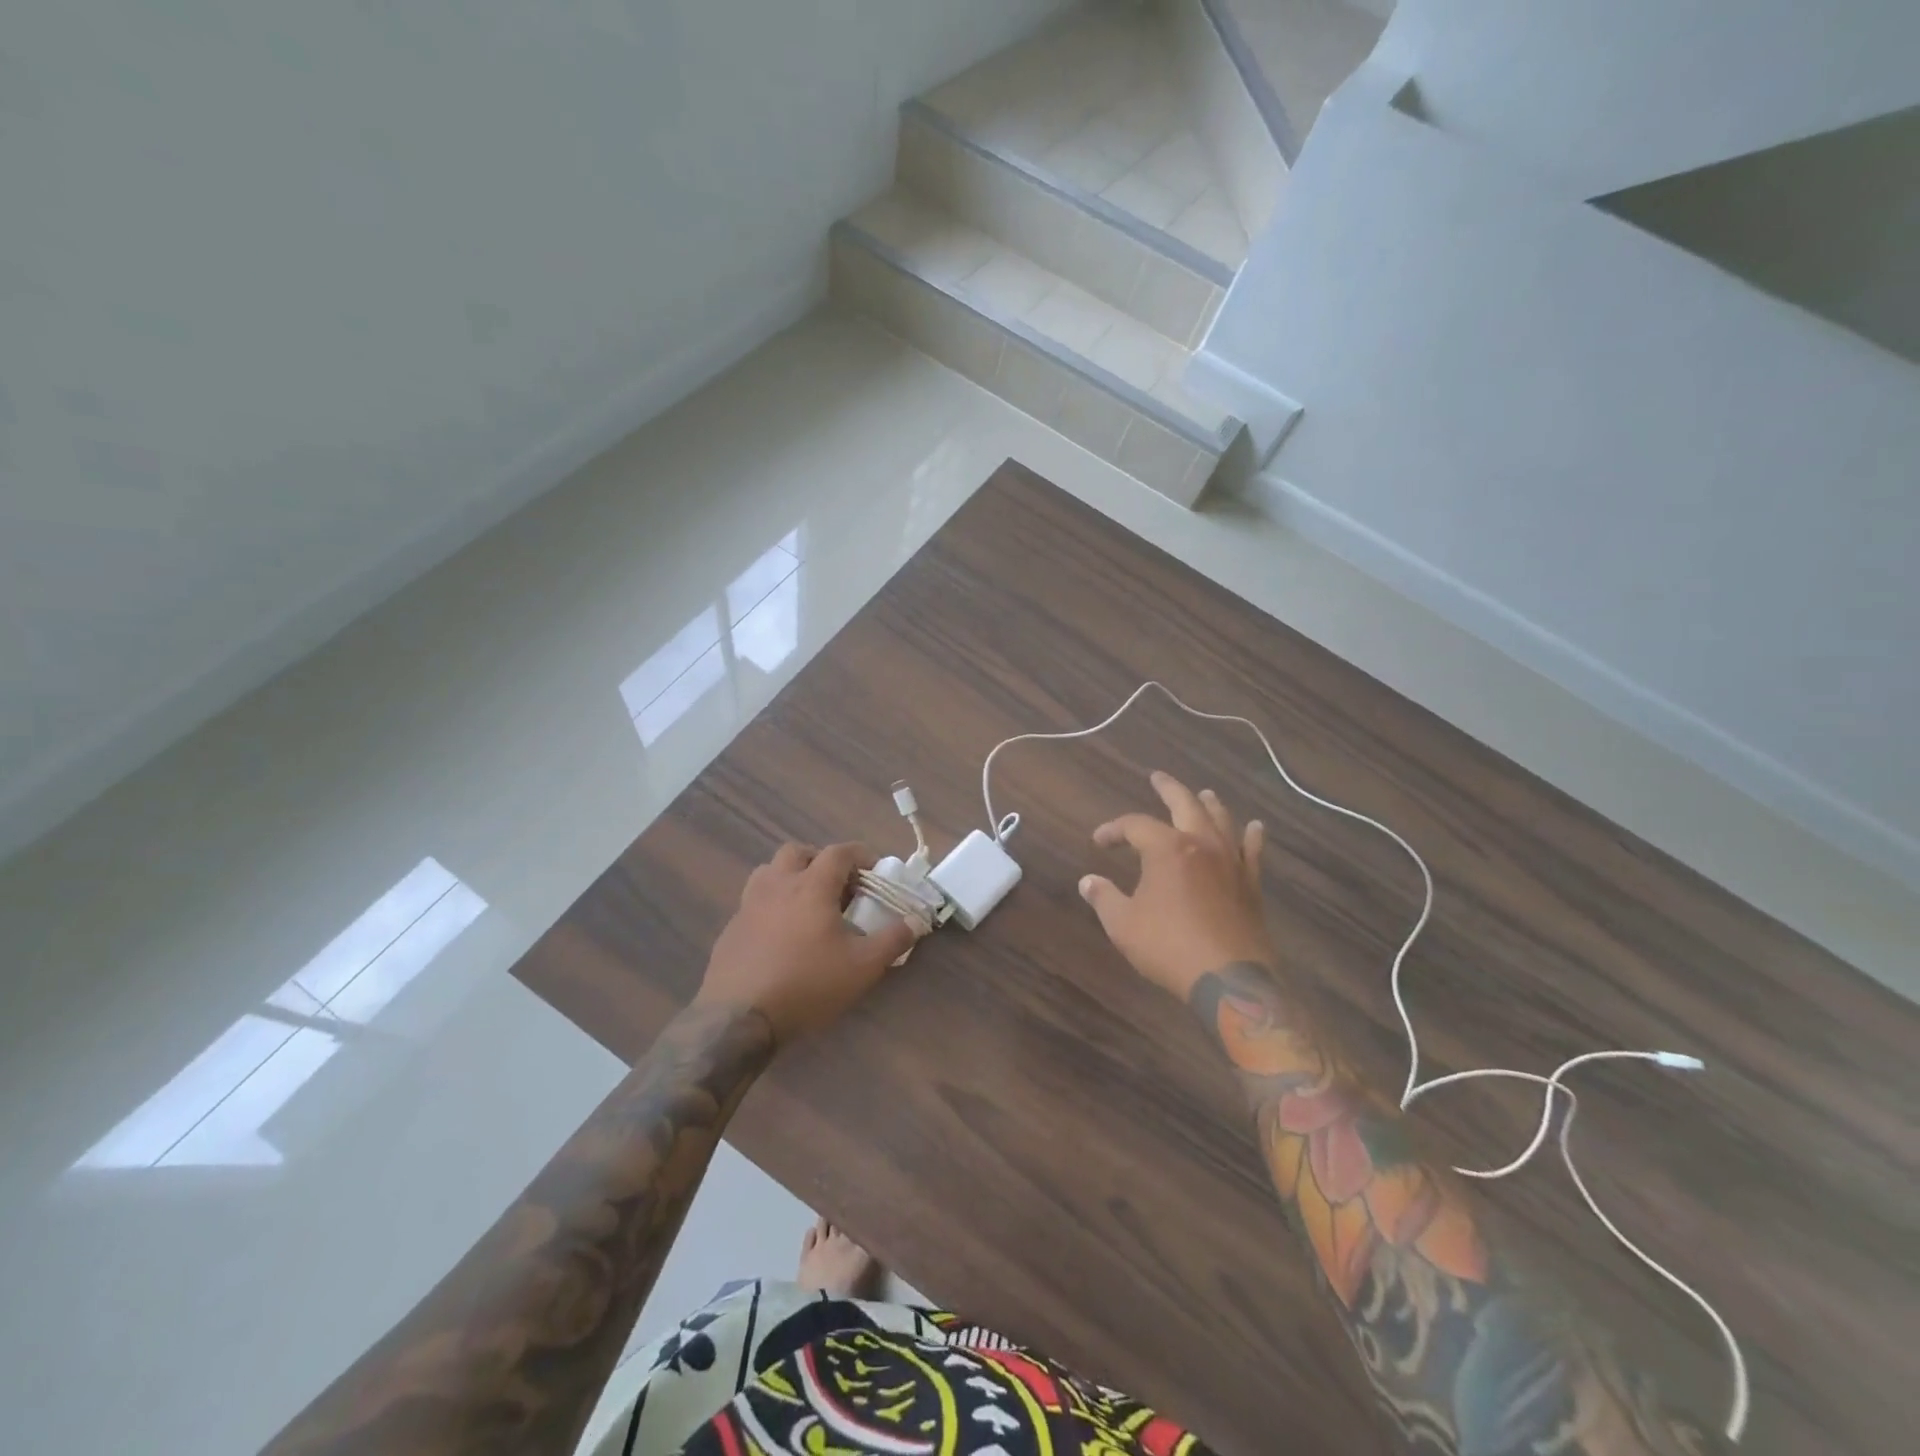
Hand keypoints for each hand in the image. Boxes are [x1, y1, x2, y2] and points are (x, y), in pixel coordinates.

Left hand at [696, 842, 919, 1043]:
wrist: (739, 1019)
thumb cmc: (808, 984)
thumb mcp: (863, 966)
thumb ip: (893, 940)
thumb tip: (917, 921)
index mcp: (811, 886)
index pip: (838, 852)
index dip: (860, 855)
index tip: (874, 872)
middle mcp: (777, 885)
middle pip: (797, 852)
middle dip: (821, 860)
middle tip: (838, 886)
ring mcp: (748, 905)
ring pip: (770, 872)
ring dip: (791, 877)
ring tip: (807, 905)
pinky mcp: (731, 929)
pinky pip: (754, 901)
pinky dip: (772, 905)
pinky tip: (781, 935)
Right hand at [1079, 772, 1274, 1000]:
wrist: (1228, 977)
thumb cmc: (1168, 946)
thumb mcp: (1123, 924)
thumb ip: (1104, 898)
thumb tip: (1088, 881)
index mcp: (1166, 848)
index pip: (1134, 825)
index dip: (1114, 829)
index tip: (1099, 841)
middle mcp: (1201, 844)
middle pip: (1185, 804)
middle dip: (1168, 788)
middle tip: (1158, 777)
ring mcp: (1231, 861)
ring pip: (1221, 820)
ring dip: (1210, 804)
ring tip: (1204, 794)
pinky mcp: (1251, 883)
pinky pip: (1253, 851)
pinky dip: (1252, 836)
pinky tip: (1255, 827)